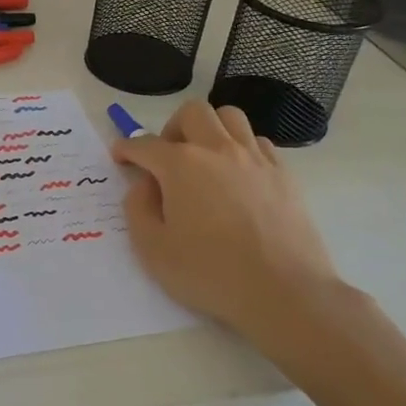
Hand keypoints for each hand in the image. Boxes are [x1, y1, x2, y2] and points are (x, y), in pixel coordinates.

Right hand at [111, 101, 360, 366]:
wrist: (284, 292)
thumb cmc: (211, 273)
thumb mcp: (153, 249)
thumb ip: (138, 209)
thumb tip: (144, 185)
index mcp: (181, 165)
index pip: (144, 144)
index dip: (127, 148)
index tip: (120, 156)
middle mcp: (218, 150)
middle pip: (191, 113)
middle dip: (171, 128)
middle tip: (167, 159)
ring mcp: (255, 158)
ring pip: (229, 117)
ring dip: (210, 129)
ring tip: (204, 159)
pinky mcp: (283, 174)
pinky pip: (258, 142)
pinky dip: (241, 149)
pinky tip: (238, 176)